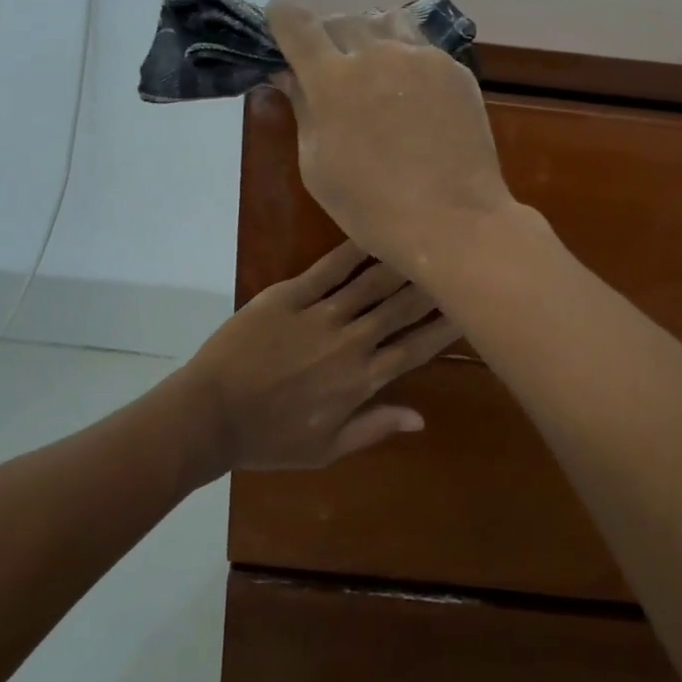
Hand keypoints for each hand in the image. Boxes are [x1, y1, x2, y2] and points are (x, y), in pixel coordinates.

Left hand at [180, 240, 459, 471]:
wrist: (210, 415)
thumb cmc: (268, 438)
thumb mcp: (326, 449)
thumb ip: (374, 428)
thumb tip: (421, 418)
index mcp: (362, 380)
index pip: (416, 347)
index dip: (446, 327)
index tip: (471, 307)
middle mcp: (350, 341)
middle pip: (401, 307)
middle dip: (433, 283)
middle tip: (457, 258)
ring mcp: (319, 315)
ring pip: (372, 283)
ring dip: (401, 262)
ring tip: (425, 240)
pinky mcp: (289, 296)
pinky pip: (328, 268)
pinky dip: (352, 250)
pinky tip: (372, 232)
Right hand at [266, 4, 514, 269]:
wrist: (452, 221)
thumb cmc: (371, 206)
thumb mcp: (317, 166)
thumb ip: (303, 110)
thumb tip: (291, 75)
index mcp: (332, 78)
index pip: (296, 22)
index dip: (282, 21)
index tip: (281, 34)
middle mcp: (376, 53)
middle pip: (341, 19)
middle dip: (326, 37)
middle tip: (329, 68)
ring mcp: (421, 57)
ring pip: (385, 22)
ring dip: (369, 37)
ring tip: (372, 69)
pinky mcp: (454, 69)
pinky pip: (421, 47)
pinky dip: (405, 57)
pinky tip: (411, 92)